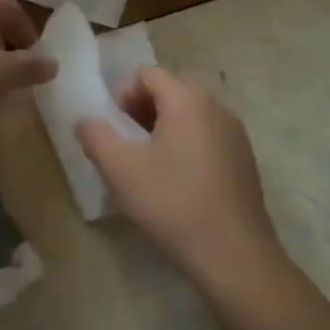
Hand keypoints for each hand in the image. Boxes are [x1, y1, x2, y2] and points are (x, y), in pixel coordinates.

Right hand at [75, 67, 287, 291]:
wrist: (233, 255)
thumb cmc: (172, 203)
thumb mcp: (119, 168)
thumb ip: (94, 135)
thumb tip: (85, 119)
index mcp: (187, 100)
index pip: (147, 74)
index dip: (123, 94)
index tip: (115, 128)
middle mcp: (216, 107)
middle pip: (170, 90)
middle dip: (142, 109)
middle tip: (128, 144)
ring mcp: (235, 133)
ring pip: (190, 114)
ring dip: (164, 127)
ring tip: (149, 164)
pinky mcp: (245, 160)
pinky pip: (207, 135)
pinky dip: (187, 145)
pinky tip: (178, 182)